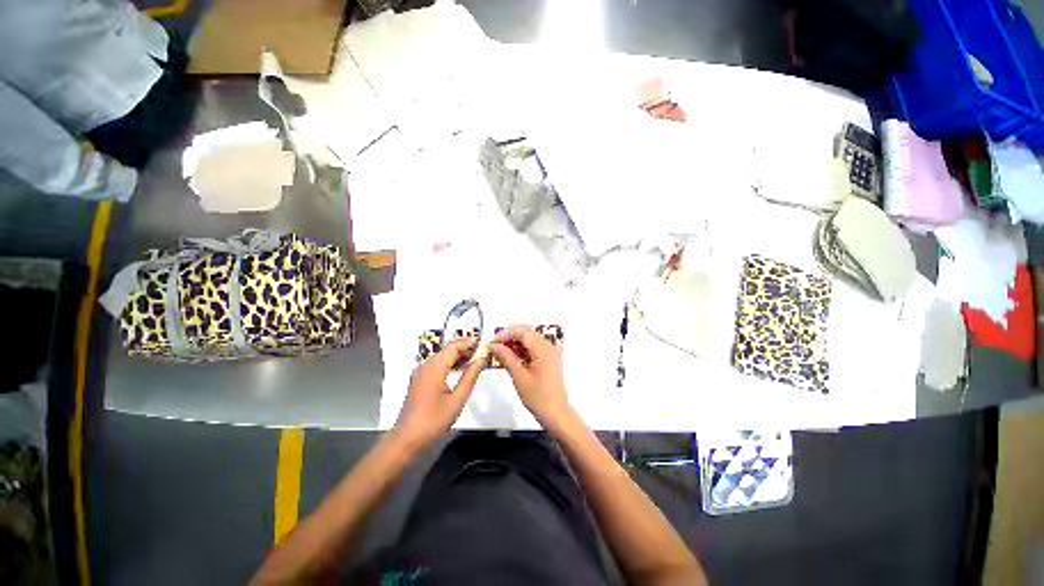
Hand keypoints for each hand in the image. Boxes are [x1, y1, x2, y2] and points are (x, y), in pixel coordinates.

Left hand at [392, 337, 485, 451]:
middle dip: (465, 347)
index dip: (469, 342)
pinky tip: (461, 369)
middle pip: (447, 348)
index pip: (454, 346)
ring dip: (458, 355)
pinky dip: (450, 362)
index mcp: (434, 367)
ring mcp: (421, 372)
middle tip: (483, 351)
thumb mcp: (457, 399)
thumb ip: (470, 376)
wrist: (406, 439)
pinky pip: (437, 364)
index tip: (485, 342)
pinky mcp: (420, 379)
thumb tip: (481, 358)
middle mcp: (426, 365)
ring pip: (442, 355)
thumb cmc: (433, 421)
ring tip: (476, 359)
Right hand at [490, 325, 575, 432]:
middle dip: (510, 337)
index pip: (523, 332)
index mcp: (543, 349)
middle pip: (527, 334)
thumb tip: (494, 345)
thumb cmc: (538, 397)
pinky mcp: (548, 360)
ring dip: (515, 344)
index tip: (493, 340)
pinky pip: (533, 349)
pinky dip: (521, 351)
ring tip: (500, 352)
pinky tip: (510, 357)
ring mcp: (549, 354)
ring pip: (530, 341)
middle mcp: (548, 347)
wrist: (555, 413)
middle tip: (495, 344)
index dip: (507, 333)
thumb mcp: (518, 376)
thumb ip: (506, 357)